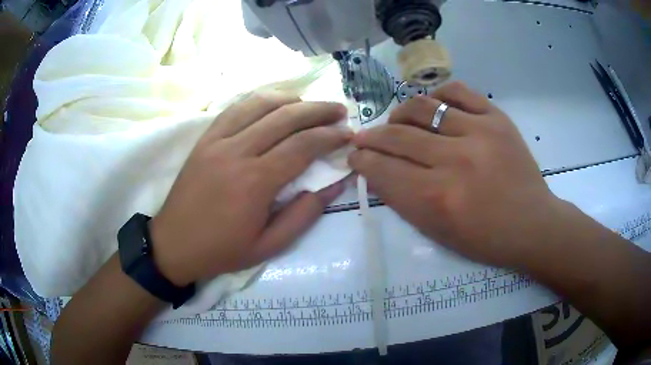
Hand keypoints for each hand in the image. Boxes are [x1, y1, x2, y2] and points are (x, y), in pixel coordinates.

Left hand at [150, 94, 350, 285]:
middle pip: (285, 117)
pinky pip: (234, 109)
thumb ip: (304, 214)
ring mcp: (217, 141)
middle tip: (339, 110)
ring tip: (310, 103)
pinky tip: (273, 103)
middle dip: (318, 110)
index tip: (348, 133)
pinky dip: (258, 101)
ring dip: (290, 99)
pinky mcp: (204, 139)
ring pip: (259, 105)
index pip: (302, 146)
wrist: (174, 244)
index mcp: (255, 182)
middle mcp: (237, 152)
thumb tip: (335, 185)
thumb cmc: (222, 250)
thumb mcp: (269, 246)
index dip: (330, 136)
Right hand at [349, 82, 562, 266]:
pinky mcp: (497, 118)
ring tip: (397, 120)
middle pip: (397, 135)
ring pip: (422, 106)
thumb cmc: (485, 239)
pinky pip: (457, 91)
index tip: (355, 155)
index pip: (382, 169)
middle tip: (365, 138)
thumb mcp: (438, 232)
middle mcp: (455, 160)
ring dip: (399, 113)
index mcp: (438, 198)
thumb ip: (403, 200)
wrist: (532, 224)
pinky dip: (437, 95)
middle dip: (371, 137)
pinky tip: (433, 106)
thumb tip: (376, 170)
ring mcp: (479, 133)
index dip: (362, 160)